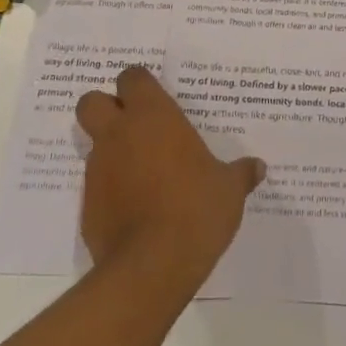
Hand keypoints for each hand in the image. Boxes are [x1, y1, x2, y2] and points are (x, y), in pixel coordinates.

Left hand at [75, 67, 263, 287]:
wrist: (151, 268)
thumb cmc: (195, 210)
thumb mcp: (229, 190)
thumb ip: (240, 173)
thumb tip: (258, 168)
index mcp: (153, 117)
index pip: (132, 78)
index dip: (140, 85)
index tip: (156, 98)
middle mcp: (119, 135)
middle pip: (91, 102)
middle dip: (106, 107)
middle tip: (134, 124)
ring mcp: (98, 171)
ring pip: (94, 146)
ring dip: (112, 152)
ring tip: (143, 174)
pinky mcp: (87, 208)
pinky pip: (97, 187)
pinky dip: (111, 191)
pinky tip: (137, 210)